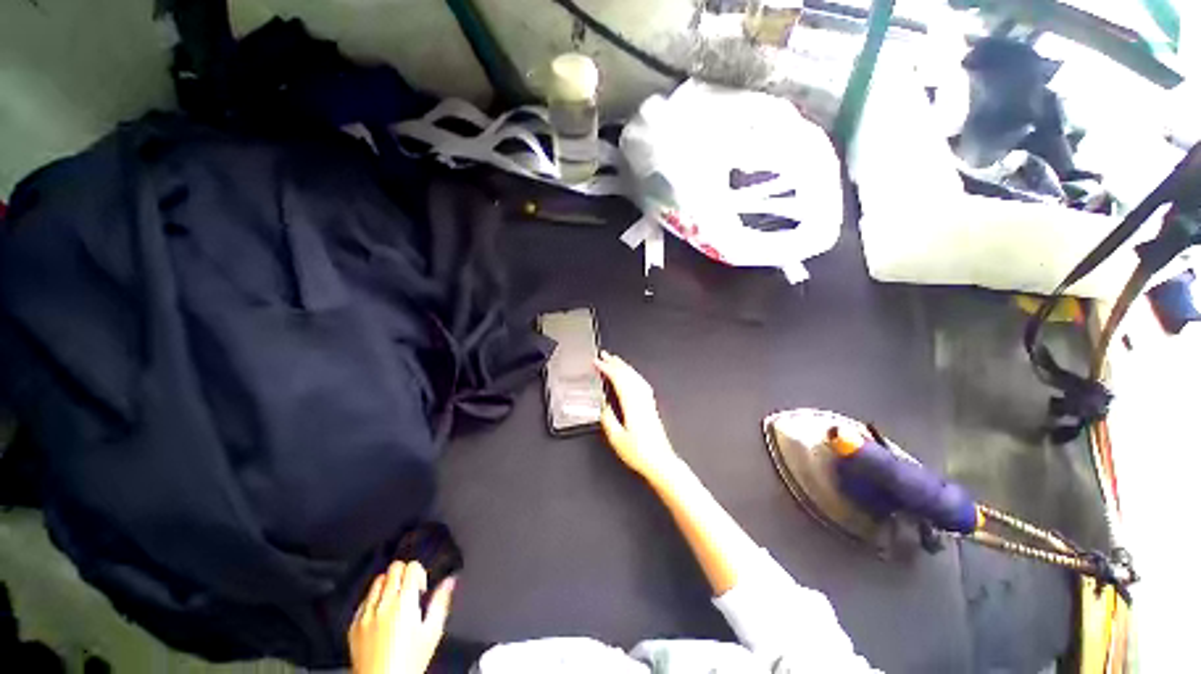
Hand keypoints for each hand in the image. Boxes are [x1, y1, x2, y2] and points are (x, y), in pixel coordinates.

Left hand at [349, 561, 455, 673]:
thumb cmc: (409, 662)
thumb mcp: (432, 632)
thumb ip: (441, 602)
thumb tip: (450, 580)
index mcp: (404, 602)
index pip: (411, 567)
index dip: (420, 573)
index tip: (422, 587)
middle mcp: (383, 604)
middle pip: (393, 568)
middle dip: (404, 574)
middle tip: (411, 591)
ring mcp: (366, 614)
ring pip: (377, 581)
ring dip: (388, 585)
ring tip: (396, 602)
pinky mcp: (353, 625)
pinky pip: (364, 601)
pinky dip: (374, 601)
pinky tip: (382, 615)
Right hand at [594, 352, 680, 483]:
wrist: (661, 462)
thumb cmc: (641, 453)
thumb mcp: (616, 439)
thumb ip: (608, 419)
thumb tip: (603, 405)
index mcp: (632, 405)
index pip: (618, 379)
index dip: (606, 368)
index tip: (597, 361)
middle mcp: (641, 400)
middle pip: (628, 374)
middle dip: (614, 362)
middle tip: (603, 355)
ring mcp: (648, 402)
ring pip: (635, 377)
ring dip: (624, 366)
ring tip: (615, 360)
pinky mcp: (651, 406)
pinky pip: (642, 383)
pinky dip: (633, 374)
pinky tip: (631, 376)